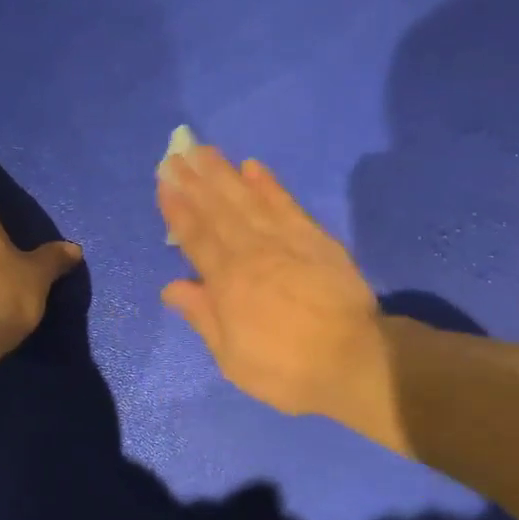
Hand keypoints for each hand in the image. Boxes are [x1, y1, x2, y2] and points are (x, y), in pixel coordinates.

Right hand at [158, 144, 391, 431]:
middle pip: (217, 210)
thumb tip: (171, 286)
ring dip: (223, 174)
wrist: (354, 359)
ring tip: (204, 150)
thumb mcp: (233, 358)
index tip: (164, 182)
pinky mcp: (315, 237)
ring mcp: (285, 240)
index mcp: (227, 282)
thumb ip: (202, 316)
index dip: (177, 209)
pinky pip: (286, 203)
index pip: (196, 237)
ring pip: (247, 199)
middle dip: (194, 181)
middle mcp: (251, 252)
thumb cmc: (287, 368)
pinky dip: (268, 184)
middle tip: (176, 154)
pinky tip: (253, 167)